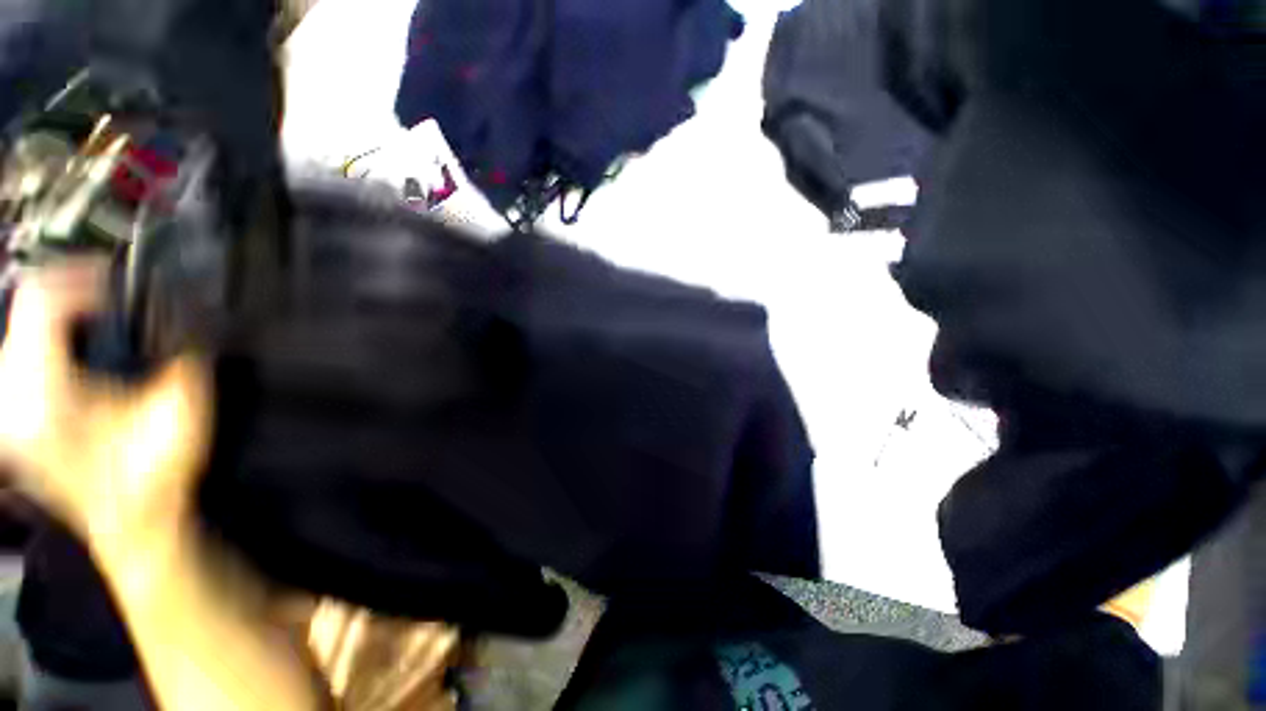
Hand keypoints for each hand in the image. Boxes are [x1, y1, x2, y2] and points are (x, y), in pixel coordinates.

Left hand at [0, 260, 212, 553]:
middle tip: (115, 293)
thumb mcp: (184, 410)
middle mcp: (11, 394)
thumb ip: (183, 355)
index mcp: (45, 395)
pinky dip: (48, 333)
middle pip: (26, 306)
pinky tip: (78, 344)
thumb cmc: (156, 472)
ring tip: (100, 314)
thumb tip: (187, 308)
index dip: (83, 278)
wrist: (132, 523)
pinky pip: (17, 350)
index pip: (42, 301)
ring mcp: (6, 406)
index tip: (123, 281)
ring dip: (61, 310)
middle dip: (72, 289)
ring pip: (19, 324)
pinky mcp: (10, 413)